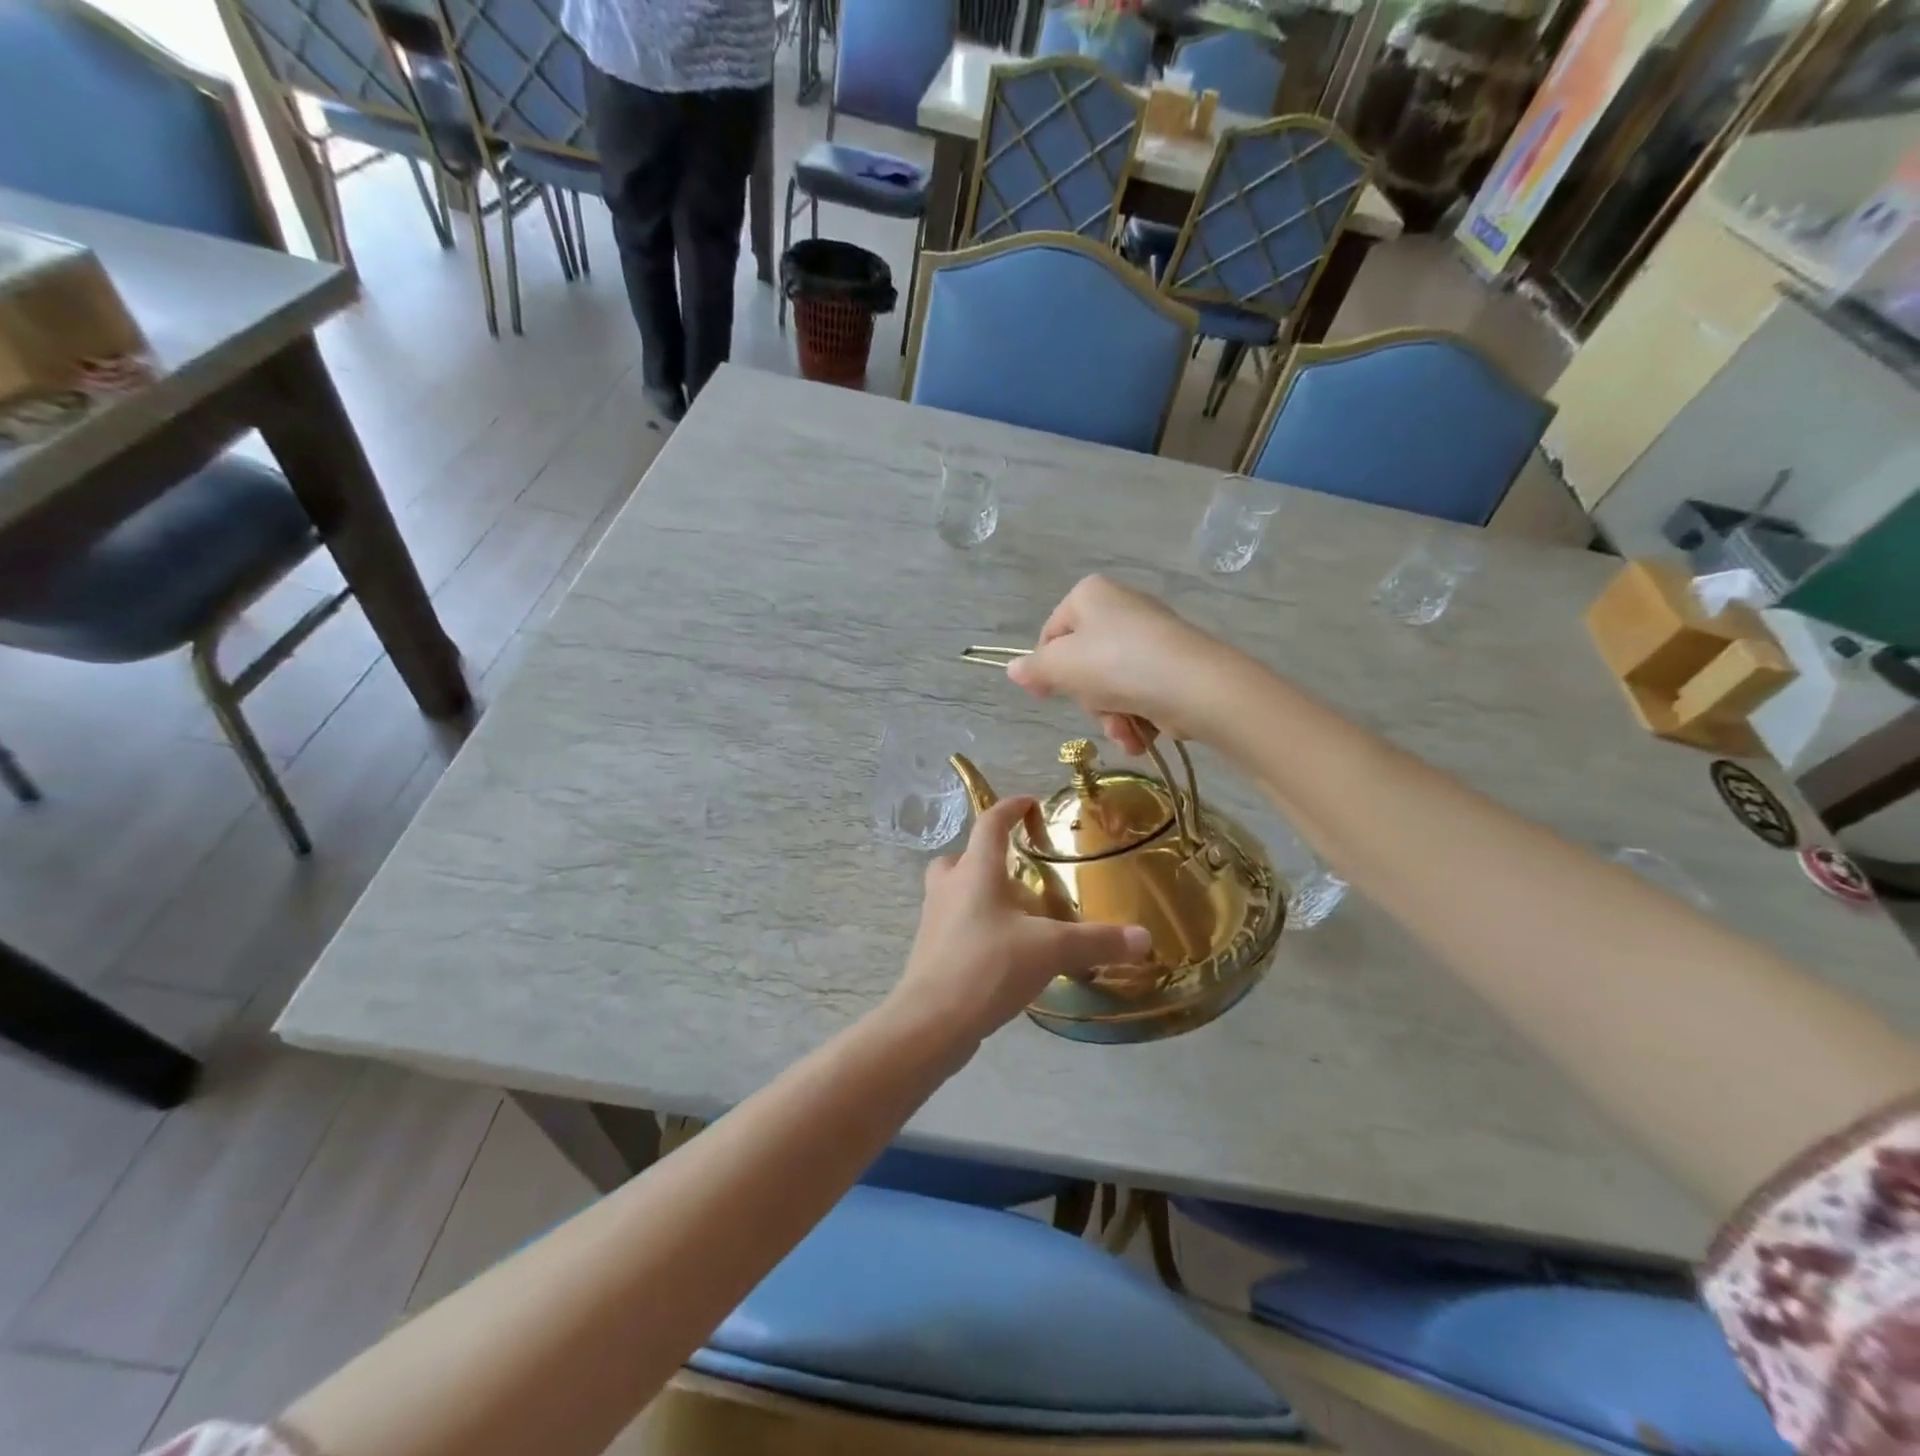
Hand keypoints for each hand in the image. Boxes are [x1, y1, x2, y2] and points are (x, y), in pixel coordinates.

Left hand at [890, 796, 1150, 1048]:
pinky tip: (1003, 953)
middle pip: (963, 857)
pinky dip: (976, 926)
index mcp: (976, 871)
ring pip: (956, 891)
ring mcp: (934, 919)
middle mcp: (949, 887)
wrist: (930, 1022)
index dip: (1011, 808)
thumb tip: (1145, 938)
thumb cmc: (987, 967)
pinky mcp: (930, 950)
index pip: (990, 823)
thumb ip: (1097, 941)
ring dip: (982, 894)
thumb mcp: (1050, 950)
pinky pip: (954, 924)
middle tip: (1020, 875)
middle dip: (989, 858)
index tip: (1030, 803)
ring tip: (1018, 917)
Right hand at [1006, 576, 1234, 754]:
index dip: (1045, 668)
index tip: (1045, 696)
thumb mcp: (1061, 666)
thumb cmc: (1117, 665)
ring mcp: (1150, 637)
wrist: (1194, 686)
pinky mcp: (1174, 665)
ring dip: (1112, 718)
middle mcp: (1121, 607)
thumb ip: (1034, 668)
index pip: (1051, 634)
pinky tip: (1142, 735)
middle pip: (1083, 665)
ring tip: (1125, 731)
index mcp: (1090, 595)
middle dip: (1088, 700)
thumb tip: (1013, 669)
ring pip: (1111, 686)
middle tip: (1097, 710)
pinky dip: (1137, 718)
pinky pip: (1140, 693)